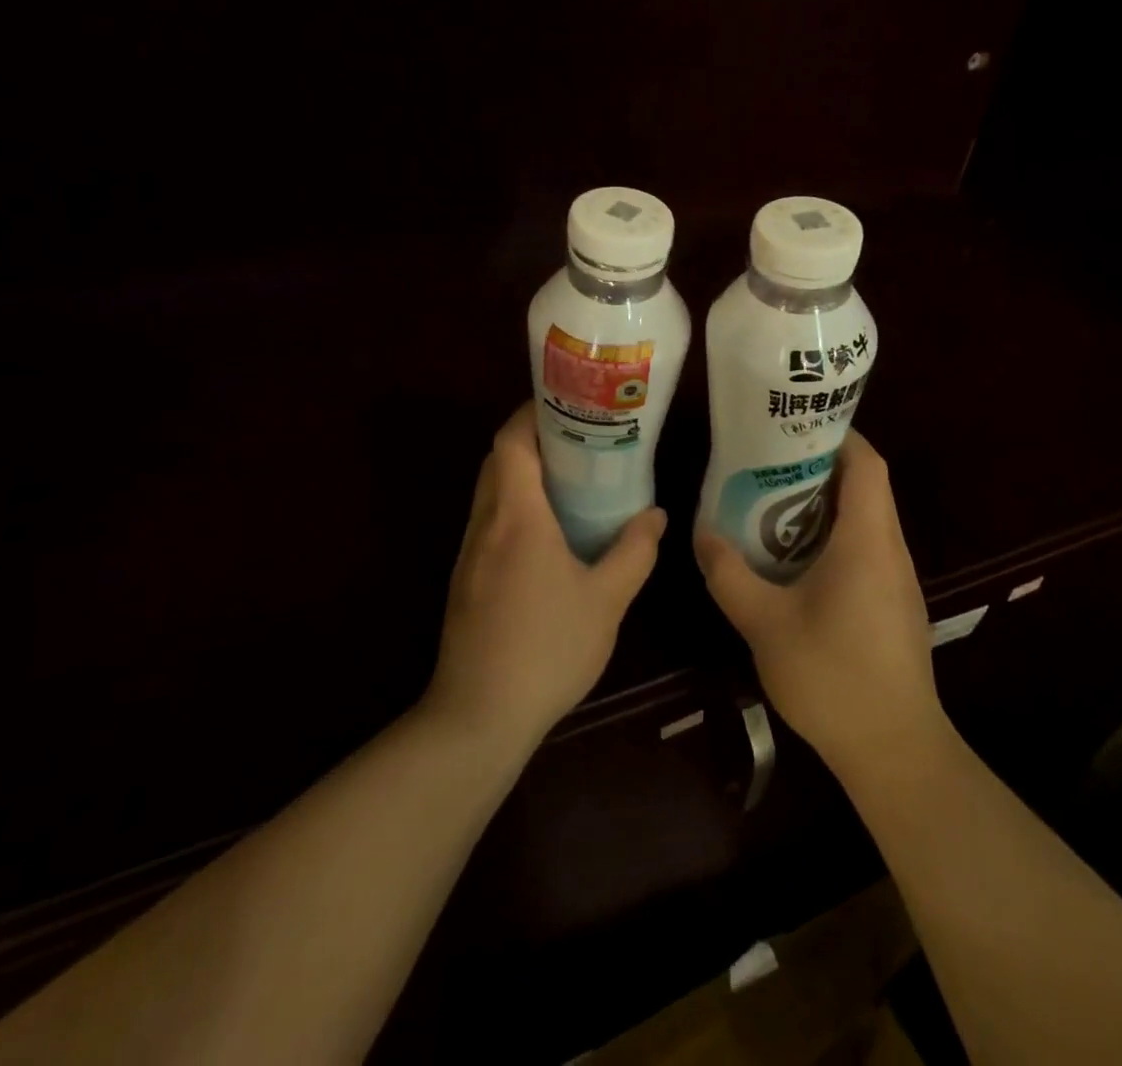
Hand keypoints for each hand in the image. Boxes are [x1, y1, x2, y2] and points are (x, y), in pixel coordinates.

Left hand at [424, 403, 665, 754]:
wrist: (479, 716)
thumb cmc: (547, 649)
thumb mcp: (606, 600)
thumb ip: (634, 552)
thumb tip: (656, 515)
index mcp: (517, 517)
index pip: (510, 441)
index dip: (532, 413)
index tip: (567, 403)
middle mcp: (486, 524)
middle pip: (498, 460)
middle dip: (532, 440)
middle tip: (580, 439)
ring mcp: (469, 553)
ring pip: (491, 492)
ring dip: (522, 474)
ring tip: (571, 479)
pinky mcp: (465, 579)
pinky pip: (489, 522)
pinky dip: (514, 507)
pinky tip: (548, 533)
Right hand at [696, 431, 944, 772]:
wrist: (895, 751)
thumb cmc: (832, 677)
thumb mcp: (765, 624)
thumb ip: (729, 575)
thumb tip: (702, 534)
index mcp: (868, 540)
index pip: (867, 464)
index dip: (838, 435)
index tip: (795, 425)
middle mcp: (890, 550)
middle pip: (866, 486)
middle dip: (820, 466)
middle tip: (768, 461)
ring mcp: (897, 580)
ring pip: (866, 519)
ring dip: (825, 504)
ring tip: (772, 502)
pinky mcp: (894, 604)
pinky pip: (866, 550)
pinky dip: (834, 536)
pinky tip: (794, 559)